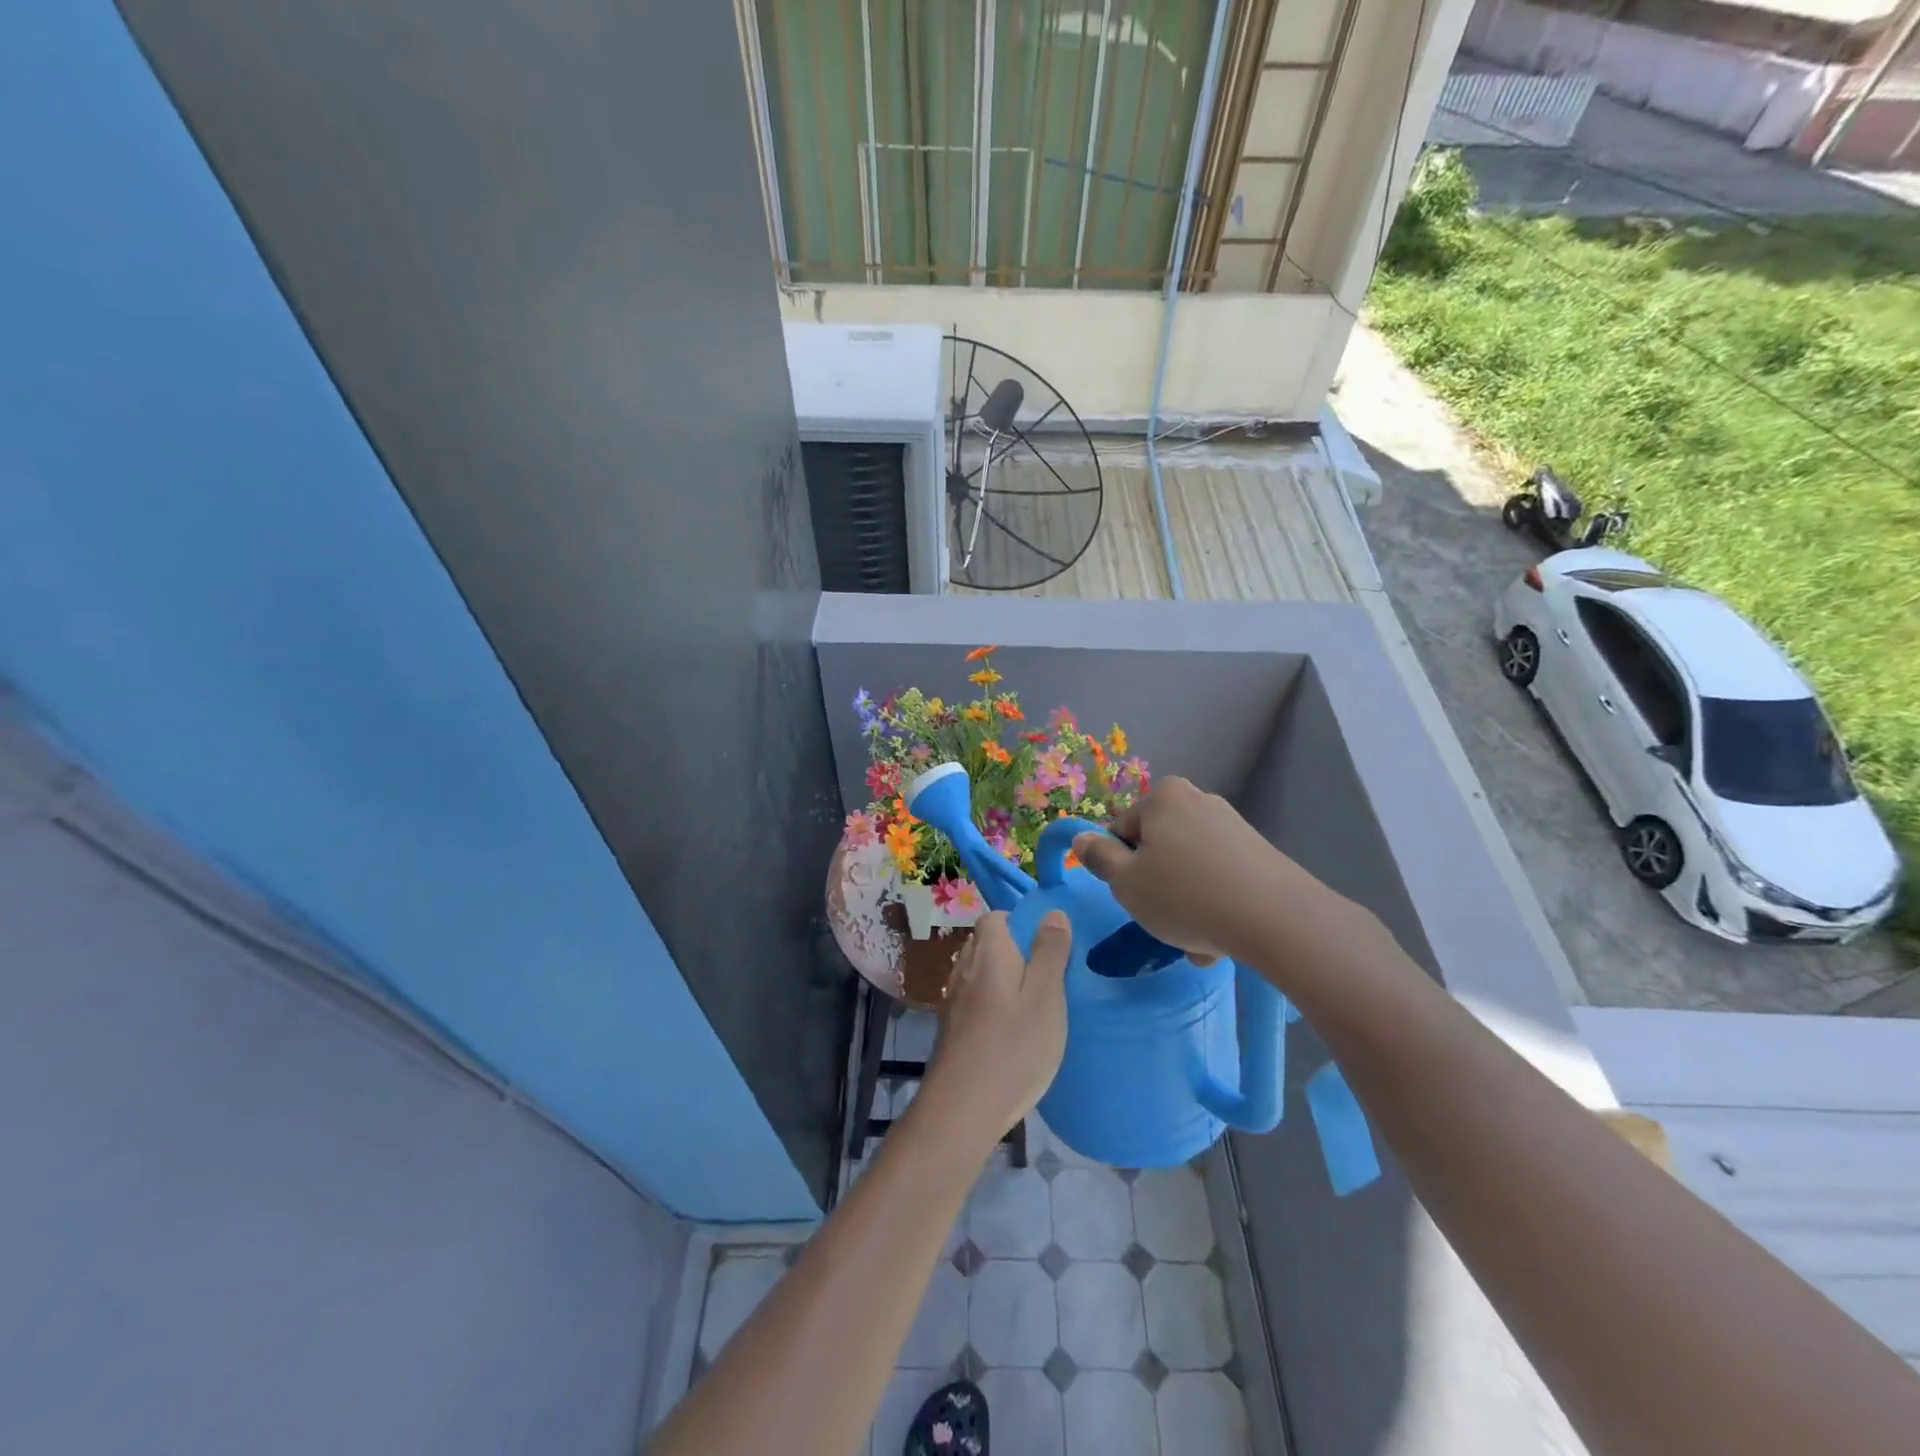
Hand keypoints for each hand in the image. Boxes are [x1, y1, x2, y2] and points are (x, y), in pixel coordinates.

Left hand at [921, 911, 1070, 1152]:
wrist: (962, 1107)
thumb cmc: (1013, 1047)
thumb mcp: (1046, 996)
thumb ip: (1050, 952)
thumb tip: (1053, 912)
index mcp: (988, 951)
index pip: (997, 917)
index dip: (1022, 924)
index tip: (1048, 946)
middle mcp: (964, 966)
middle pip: (987, 943)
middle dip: (1015, 951)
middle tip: (1048, 977)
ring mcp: (954, 998)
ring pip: (980, 972)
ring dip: (1003, 979)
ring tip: (1033, 1004)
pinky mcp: (951, 1026)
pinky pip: (974, 998)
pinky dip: (992, 1003)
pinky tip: (1010, 1029)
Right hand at [1071, 777, 1295, 965]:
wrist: (1277, 919)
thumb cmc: (1185, 896)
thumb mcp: (1126, 882)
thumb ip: (1099, 858)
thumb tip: (1082, 839)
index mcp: (1163, 797)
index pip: (1122, 831)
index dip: (1121, 868)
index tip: (1135, 899)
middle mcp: (1198, 800)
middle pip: (1158, 849)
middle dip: (1157, 886)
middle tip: (1164, 923)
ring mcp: (1232, 825)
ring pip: (1189, 868)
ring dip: (1185, 903)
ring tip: (1197, 943)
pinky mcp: (1258, 852)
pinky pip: (1219, 878)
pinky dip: (1214, 903)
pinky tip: (1222, 939)